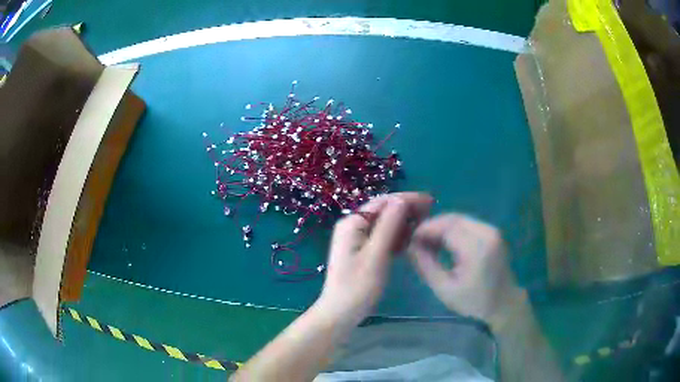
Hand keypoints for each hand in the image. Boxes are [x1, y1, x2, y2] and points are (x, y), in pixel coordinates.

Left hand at [316, 192, 432, 325]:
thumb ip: (389, 226)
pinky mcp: (362, 251)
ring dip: (404, 223)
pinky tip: (411, 240)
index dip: (407, 199)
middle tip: (431, 212)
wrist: (340, 313)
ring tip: (425, 225)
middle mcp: (353, 226)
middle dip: (407, 209)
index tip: (430, 201)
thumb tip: (402, 199)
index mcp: (353, 223)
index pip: (383, 202)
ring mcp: (356, 239)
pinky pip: (382, 237)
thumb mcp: (376, 255)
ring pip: (384, 224)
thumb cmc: (358, 286)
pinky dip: (396, 236)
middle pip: (384, 210)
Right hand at [408, 214, 523, 326]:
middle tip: (416, 241)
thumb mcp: (445, 289)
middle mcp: (487, 232)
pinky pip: (468, 224)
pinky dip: (453, 229)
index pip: (445, 227)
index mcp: (476, 248)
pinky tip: (444, 243)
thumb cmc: (474, 302)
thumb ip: (426, 265)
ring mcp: (492, 231)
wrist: (504, 304)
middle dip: (432, 226)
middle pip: (453, 219)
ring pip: (459, 219)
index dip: (425, 229)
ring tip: (428, 243)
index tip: (409, 240)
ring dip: (442, 227)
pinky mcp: (493, 233)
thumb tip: (410, 245)